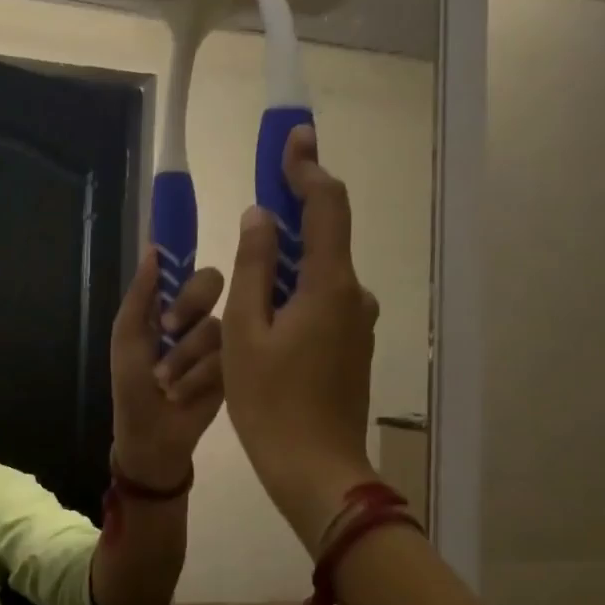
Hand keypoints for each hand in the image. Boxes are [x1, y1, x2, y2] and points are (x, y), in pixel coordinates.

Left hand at [108, 250, 225, 488]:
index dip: (188, 267)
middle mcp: (199, 317)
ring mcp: (221, 343)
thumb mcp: (127, 336)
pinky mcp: (234, 369)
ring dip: (183, 355)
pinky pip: (224, 357)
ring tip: (163, 382)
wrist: (151, 433)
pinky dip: (196, 377)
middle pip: (212, 283)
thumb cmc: (131, 383)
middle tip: (167, 327)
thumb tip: (154, 248)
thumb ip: (141, 293)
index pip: (188, 270)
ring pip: (214, 326)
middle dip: (189, 303)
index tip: (179, 278)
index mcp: (171, 305)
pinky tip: (180, 394)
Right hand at [223, 125, 379, 548]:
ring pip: (320, 274)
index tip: (294, 136)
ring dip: (288, 261)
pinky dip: (296, 292)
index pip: (326, 206)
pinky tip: (266, 314)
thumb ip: (254, 268)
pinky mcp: (353, 347)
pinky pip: (323, 302)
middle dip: (291, 213)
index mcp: (330, 284)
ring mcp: (359, 323)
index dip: (308, 167)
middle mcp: (354, 295)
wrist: (315, 468)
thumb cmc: (270, 401)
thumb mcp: (246, 332)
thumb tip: (260, 217)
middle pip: (324, 237)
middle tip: (259, 198)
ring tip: (248, 271)